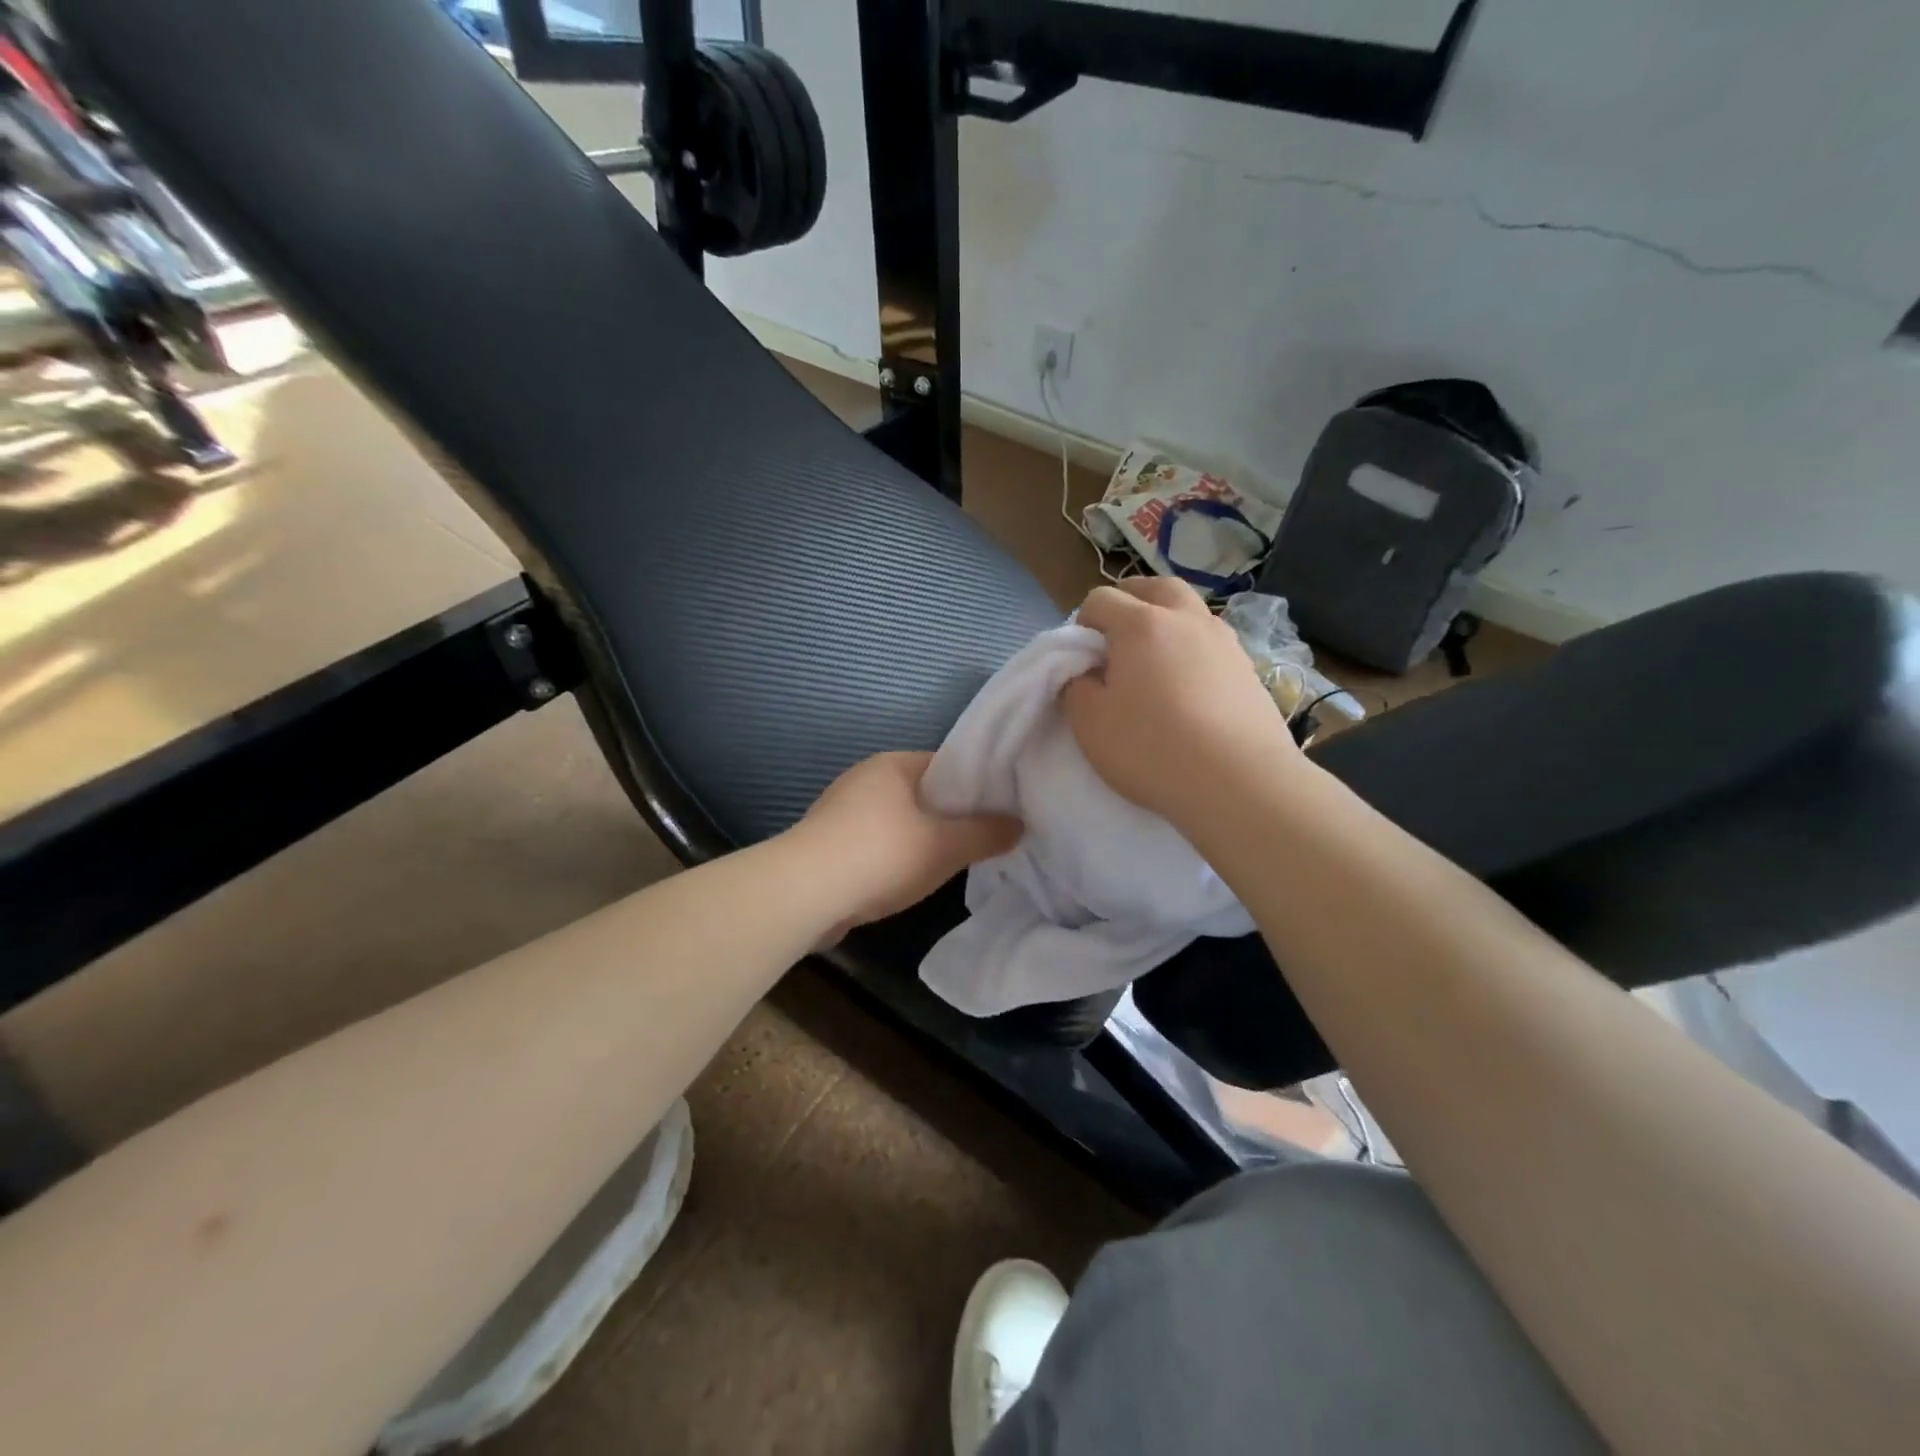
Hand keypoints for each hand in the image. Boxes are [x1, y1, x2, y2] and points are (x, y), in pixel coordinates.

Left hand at [793, 751, 1021, 935]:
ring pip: (898, 819)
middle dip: (950, 814)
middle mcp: (865, 778)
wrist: (802, 895)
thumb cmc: (880, 855)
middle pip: (923, 792)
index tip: (1002, 808)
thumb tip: (1018, 825)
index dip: (977, 784)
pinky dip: (894, 855)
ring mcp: (841, 810)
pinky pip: (875, 842)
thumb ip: (986, 834)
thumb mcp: (945, 846)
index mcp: (893, 764)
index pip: (947, 764)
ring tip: (952, 860)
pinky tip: (908, 878)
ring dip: (921, 837)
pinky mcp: (827, 843)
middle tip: (983, 837)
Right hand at [1062, 577, 1300, 825]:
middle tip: (1117, 636)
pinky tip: (1187, 686)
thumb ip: (1076, 688)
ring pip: (1190, 612)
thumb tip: (1085, 673)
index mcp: (1141, 624)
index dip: (1083, 622)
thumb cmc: (1152, 748)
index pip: (1102, 599)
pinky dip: (1192, 650)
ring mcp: (1225, 642)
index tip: (1081, 657)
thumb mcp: (1090, 723)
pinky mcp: (1248, 670)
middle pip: (1156, 587)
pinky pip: (1212, 644)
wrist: (1240, 783)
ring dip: (1167, 622)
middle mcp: (1186, 620)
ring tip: (1154, 661)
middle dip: (1131, 600)